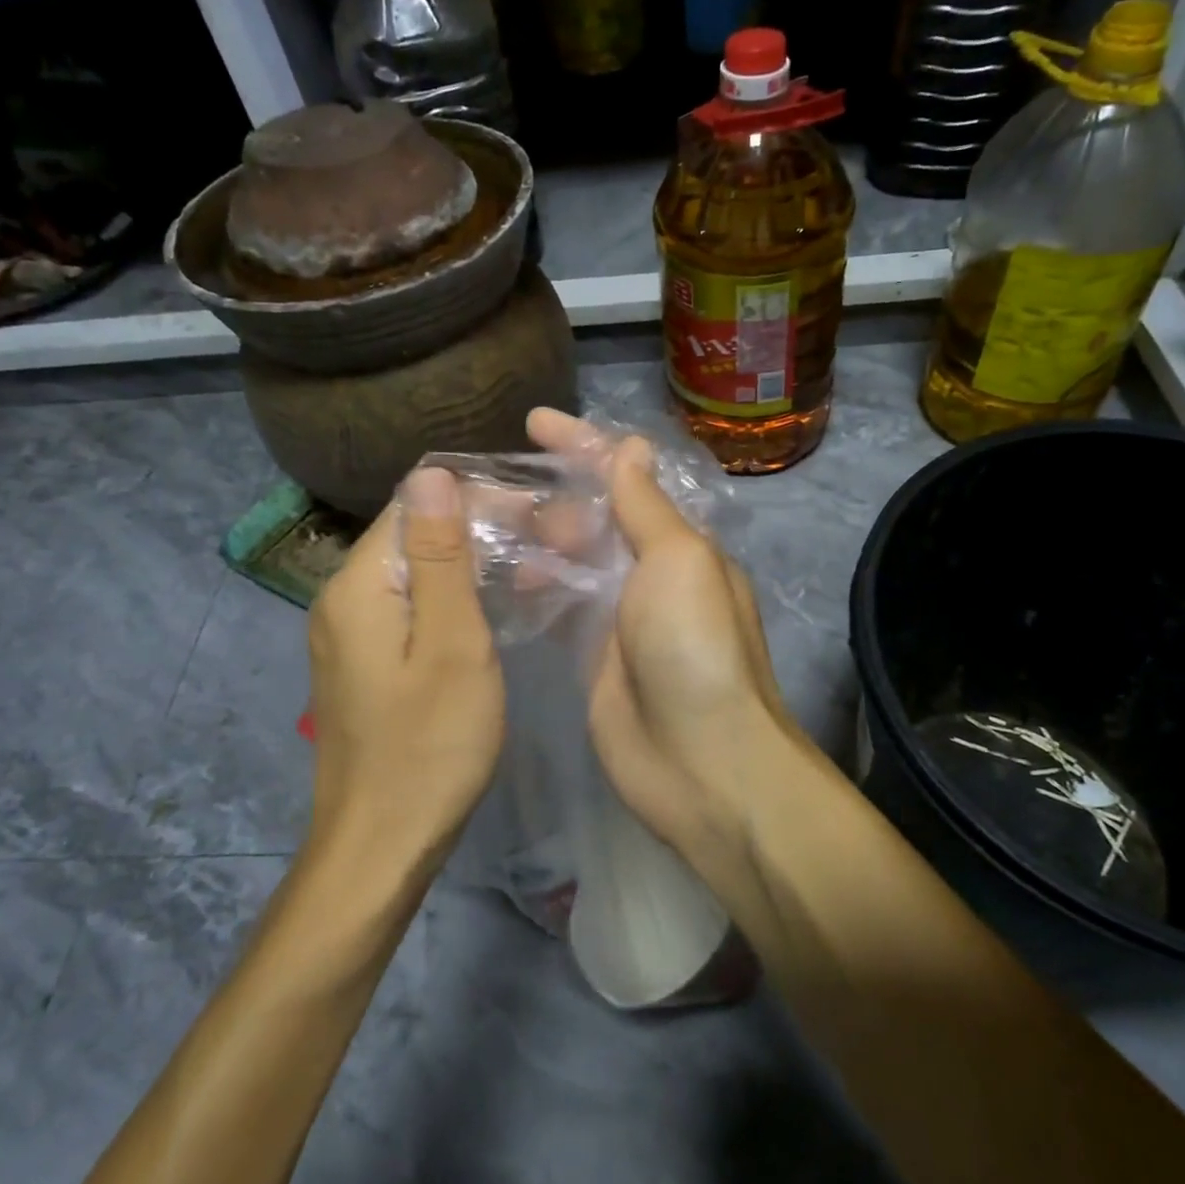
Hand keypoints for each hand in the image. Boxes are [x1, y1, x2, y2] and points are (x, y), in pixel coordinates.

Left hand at [306, 467, 502, 878]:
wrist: (382, 845)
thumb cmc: (430, 745)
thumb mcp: (452, 643)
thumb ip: (440, 556)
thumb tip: (433, 473)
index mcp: (358, 585)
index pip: (415, 505)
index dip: (478, 498)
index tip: (539, 511)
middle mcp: (343, 599)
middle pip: (413, 536)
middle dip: (481, 529)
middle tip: (550, 542)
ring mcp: (350, 634)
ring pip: (416, 573)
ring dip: (473, 564)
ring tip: (537, 570)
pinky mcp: (366, 663)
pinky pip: (411, 609)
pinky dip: (455, 600)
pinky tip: (497, 609)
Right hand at [525, 409, 800, 860]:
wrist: (700, 761)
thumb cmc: (695, 648)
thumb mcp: (680, 561)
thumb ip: (647, 506)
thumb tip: (632, 447)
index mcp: (679, 542)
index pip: (628, 478)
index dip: (584, 445)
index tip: (535, 422)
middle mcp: (650, 572)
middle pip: (594, 517)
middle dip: (552, 497)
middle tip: (495, 492)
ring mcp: (620, 615)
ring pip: (571, 559)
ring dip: (536, 539)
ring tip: (485, 527)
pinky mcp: (592, 655)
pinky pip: (559, 604)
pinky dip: (533, 584)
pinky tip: (498, 575)